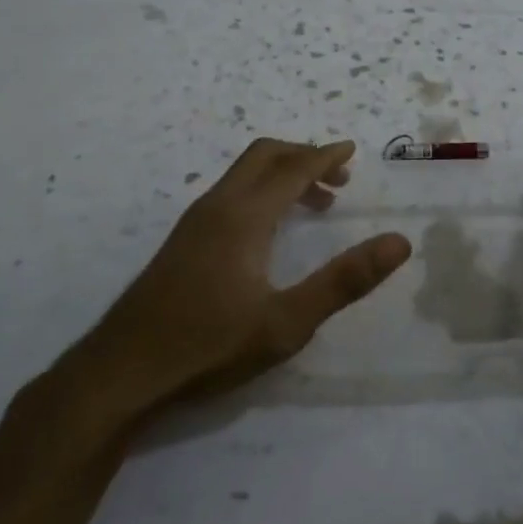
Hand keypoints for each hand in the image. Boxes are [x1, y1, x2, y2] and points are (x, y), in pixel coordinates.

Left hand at [71, 138, 410, 420]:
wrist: (123, 371)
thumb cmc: (210, 346)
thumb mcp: (287, 322)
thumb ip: (344, 280)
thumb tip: (399, 242)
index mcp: (245, 215)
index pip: (293, 168)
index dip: (325, 157)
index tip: (352, 151)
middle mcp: (218, 205)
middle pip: (264, 155)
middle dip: (304, 157)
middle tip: (338, 180)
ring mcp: (194, 221)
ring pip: (244, 174)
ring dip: (282, 175)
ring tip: (315, 205)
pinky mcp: (182, 240)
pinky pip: (230, 192)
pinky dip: (261, 191)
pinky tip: (270, 229)